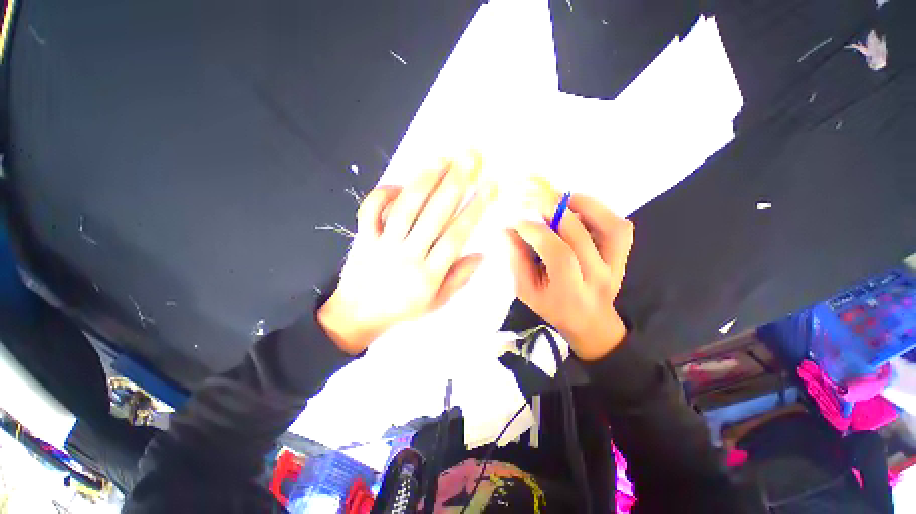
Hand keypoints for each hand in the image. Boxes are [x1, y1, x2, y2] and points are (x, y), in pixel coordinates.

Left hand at [318, 153, 496, 354]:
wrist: (358, 315)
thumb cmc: (402, 309)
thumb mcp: (437, 302)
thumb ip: (459, 278)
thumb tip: (481, 254)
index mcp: (428, 274)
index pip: (456, 236)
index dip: (475, 209)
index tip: (489, 186)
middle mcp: (407, 255)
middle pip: (434, 215)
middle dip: (455, 183)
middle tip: (470, 157)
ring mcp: (382, 245)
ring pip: (405, 207)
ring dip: (425, 180)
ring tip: (442, 157)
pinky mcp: (362, 238)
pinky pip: (370, 211)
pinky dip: (382, 193)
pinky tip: (398, 182)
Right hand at [506, 188, 632, 360]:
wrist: (590, 321)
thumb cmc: (553, 307)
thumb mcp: (527, 291)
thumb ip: (517, 261)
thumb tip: (509, 230)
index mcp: (571, 292)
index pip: (559, 254)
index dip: (537, 232)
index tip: (519, 222)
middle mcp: (598, 277)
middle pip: (580, 236)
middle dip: (554, 213)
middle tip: (535, 202)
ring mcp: (616, 265)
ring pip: (610, 227)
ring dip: (585, 205)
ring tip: (561, 199)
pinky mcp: (623, 256)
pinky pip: (619, 227)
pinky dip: (601, 211)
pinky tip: (579, 209)